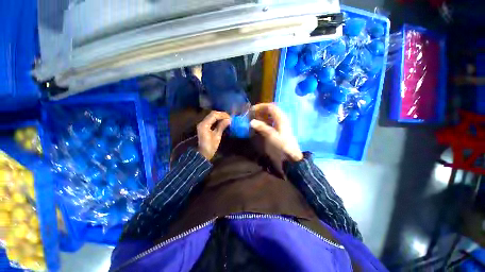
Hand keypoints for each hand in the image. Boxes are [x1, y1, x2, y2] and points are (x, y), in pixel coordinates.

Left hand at [197, 111, 230, 159]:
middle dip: (221, 115)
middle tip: (229, 118)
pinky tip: (222, 122)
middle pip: (212, 114)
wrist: (203, 154)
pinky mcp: (204, 126)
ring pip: (211, 116)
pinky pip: (211, 120)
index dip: (223, 115)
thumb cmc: (210, 146)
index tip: (230, 118)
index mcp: (205, 125)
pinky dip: (217, 120)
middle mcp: (202, 122)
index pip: (214, 115)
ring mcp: (202, 124)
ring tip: (227, 120)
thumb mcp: (217, 136)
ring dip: (219, 117)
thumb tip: (228, 120)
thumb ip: (222, 126)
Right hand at [250, 103, 302, 161]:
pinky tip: (256, 127)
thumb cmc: (282, 146)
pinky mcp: (276, 132)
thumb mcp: (272, 136)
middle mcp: (280, 120)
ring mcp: (278, 126)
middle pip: (269, 111)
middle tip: (250, 115)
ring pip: (268, 117)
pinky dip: (262, 124)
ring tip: (251, 120)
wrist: (289, 158)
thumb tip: (252, 121)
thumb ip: (262, 127)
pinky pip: (268, 124)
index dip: (261, 106)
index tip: (251, 110)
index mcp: (281, 119)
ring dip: (260, 117)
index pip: (271, 107)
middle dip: (259, 111)